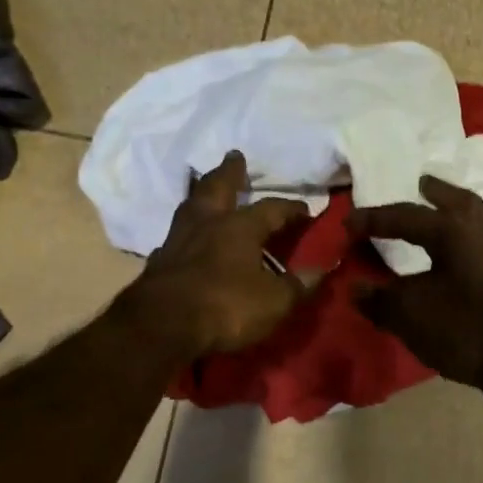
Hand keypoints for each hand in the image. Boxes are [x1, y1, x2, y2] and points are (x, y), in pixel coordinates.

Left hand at [121, 152, 316, 359]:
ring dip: (202, 194)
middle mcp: (207, 224)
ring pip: (191, 206)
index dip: (291, 208)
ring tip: (207, 188)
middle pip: (218, 187)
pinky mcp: (159, 262)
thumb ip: (298, 284)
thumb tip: (323, 268)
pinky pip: (176, 236)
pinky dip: (186, 231)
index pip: (272, 209)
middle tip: (234, 155)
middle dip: (230, 172)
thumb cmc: (226, 308)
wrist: (162, 327)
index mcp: (240, 228)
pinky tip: (187, 237)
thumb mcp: (274, 302)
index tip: (306, 208)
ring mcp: (178, 240)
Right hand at [347, 176, 482, 421]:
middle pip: (458, 203)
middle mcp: (478, 237)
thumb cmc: (466, 327)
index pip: (406, 216)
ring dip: (448, 221)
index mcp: (453, 232)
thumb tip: (356, 289)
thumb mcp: (410, 314)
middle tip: (420, 184)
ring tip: (427, 223)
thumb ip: (380, 300)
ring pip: (471, 228)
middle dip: (436, 193)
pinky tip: (440, 269)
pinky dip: (454, 252)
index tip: (346, 225)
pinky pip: (474, 255)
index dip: (373, 219)